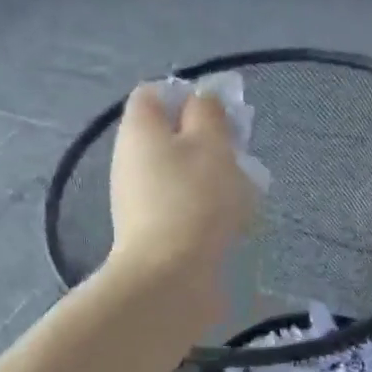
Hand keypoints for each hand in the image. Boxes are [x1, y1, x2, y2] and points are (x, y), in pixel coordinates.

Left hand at [107, 84, 257, 308]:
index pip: (154, 93)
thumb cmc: (194, 199)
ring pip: (178, 171)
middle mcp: (130, 159)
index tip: (220, 114)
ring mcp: (136, 197)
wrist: (170, 277)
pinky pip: (180, 203)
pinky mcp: (149, 229)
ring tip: (242, 191)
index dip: (188, 95)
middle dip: (206, 139)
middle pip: (168, 134)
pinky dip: (203, 206)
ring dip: (209, 176)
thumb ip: (209, 113)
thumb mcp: (211, 144)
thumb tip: (201, 100)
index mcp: (139, 129)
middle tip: (237, 153)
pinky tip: (229, 222)